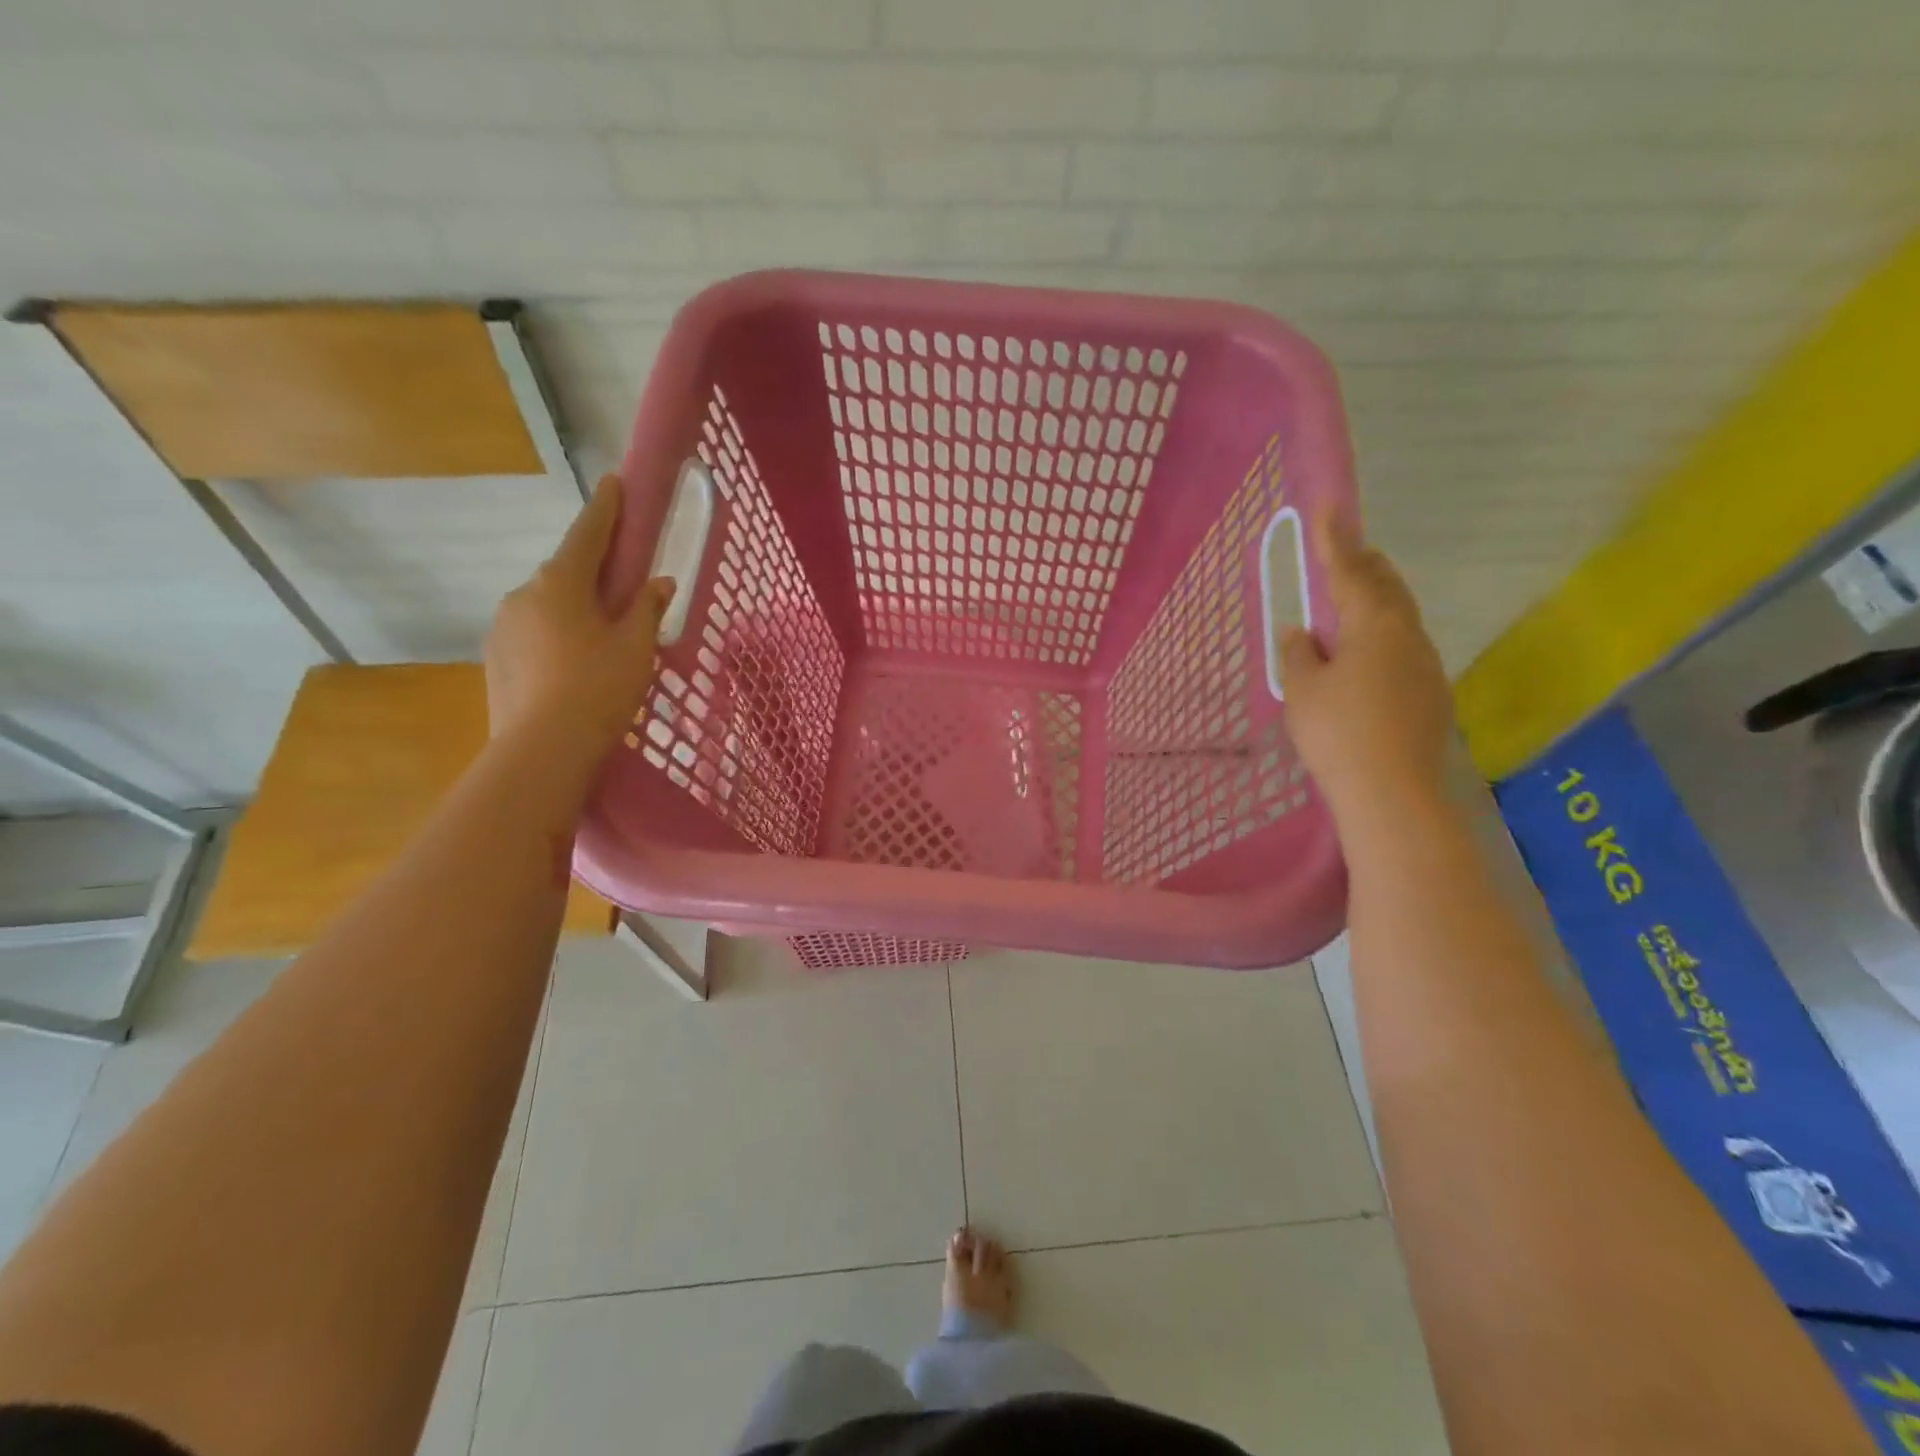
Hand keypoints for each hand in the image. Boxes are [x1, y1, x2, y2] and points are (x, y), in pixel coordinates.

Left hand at [485, 474, 674, 764]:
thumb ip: (647, 610)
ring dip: (573, 608)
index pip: (588, 534)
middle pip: (565, 571)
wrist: (543, 748)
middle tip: (621, 583)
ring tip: (599, 636)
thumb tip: (659, 582)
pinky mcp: (495, 657)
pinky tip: (572, 663)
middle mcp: (523, 593)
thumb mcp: (636, 647)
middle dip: (592, 571)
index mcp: (561, 582)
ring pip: (546, 604)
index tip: (613, 483)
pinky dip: (555, 635)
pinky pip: (532, 632)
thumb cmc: (599, 687)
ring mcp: (503, 625)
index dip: (605, 509)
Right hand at [1278, 514, 1452, 821]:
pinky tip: (1364, 657)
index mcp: (1375, 626)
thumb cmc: (1338, 732)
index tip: (1329, 506)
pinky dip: (1381, 636)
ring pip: (1399, 619)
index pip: (1350, 572)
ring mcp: (1426, 666)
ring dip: (1375, 601)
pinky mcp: (1430, 695)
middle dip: (1364, 565)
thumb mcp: (1303, 689)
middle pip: (1387, 588)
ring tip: (1350, 601)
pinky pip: (1403, 648)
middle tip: (1344, 550)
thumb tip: (1304, 632)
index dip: (1335, 540)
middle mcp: (1408, 637)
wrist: (1393, 792)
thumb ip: (1301, 653)